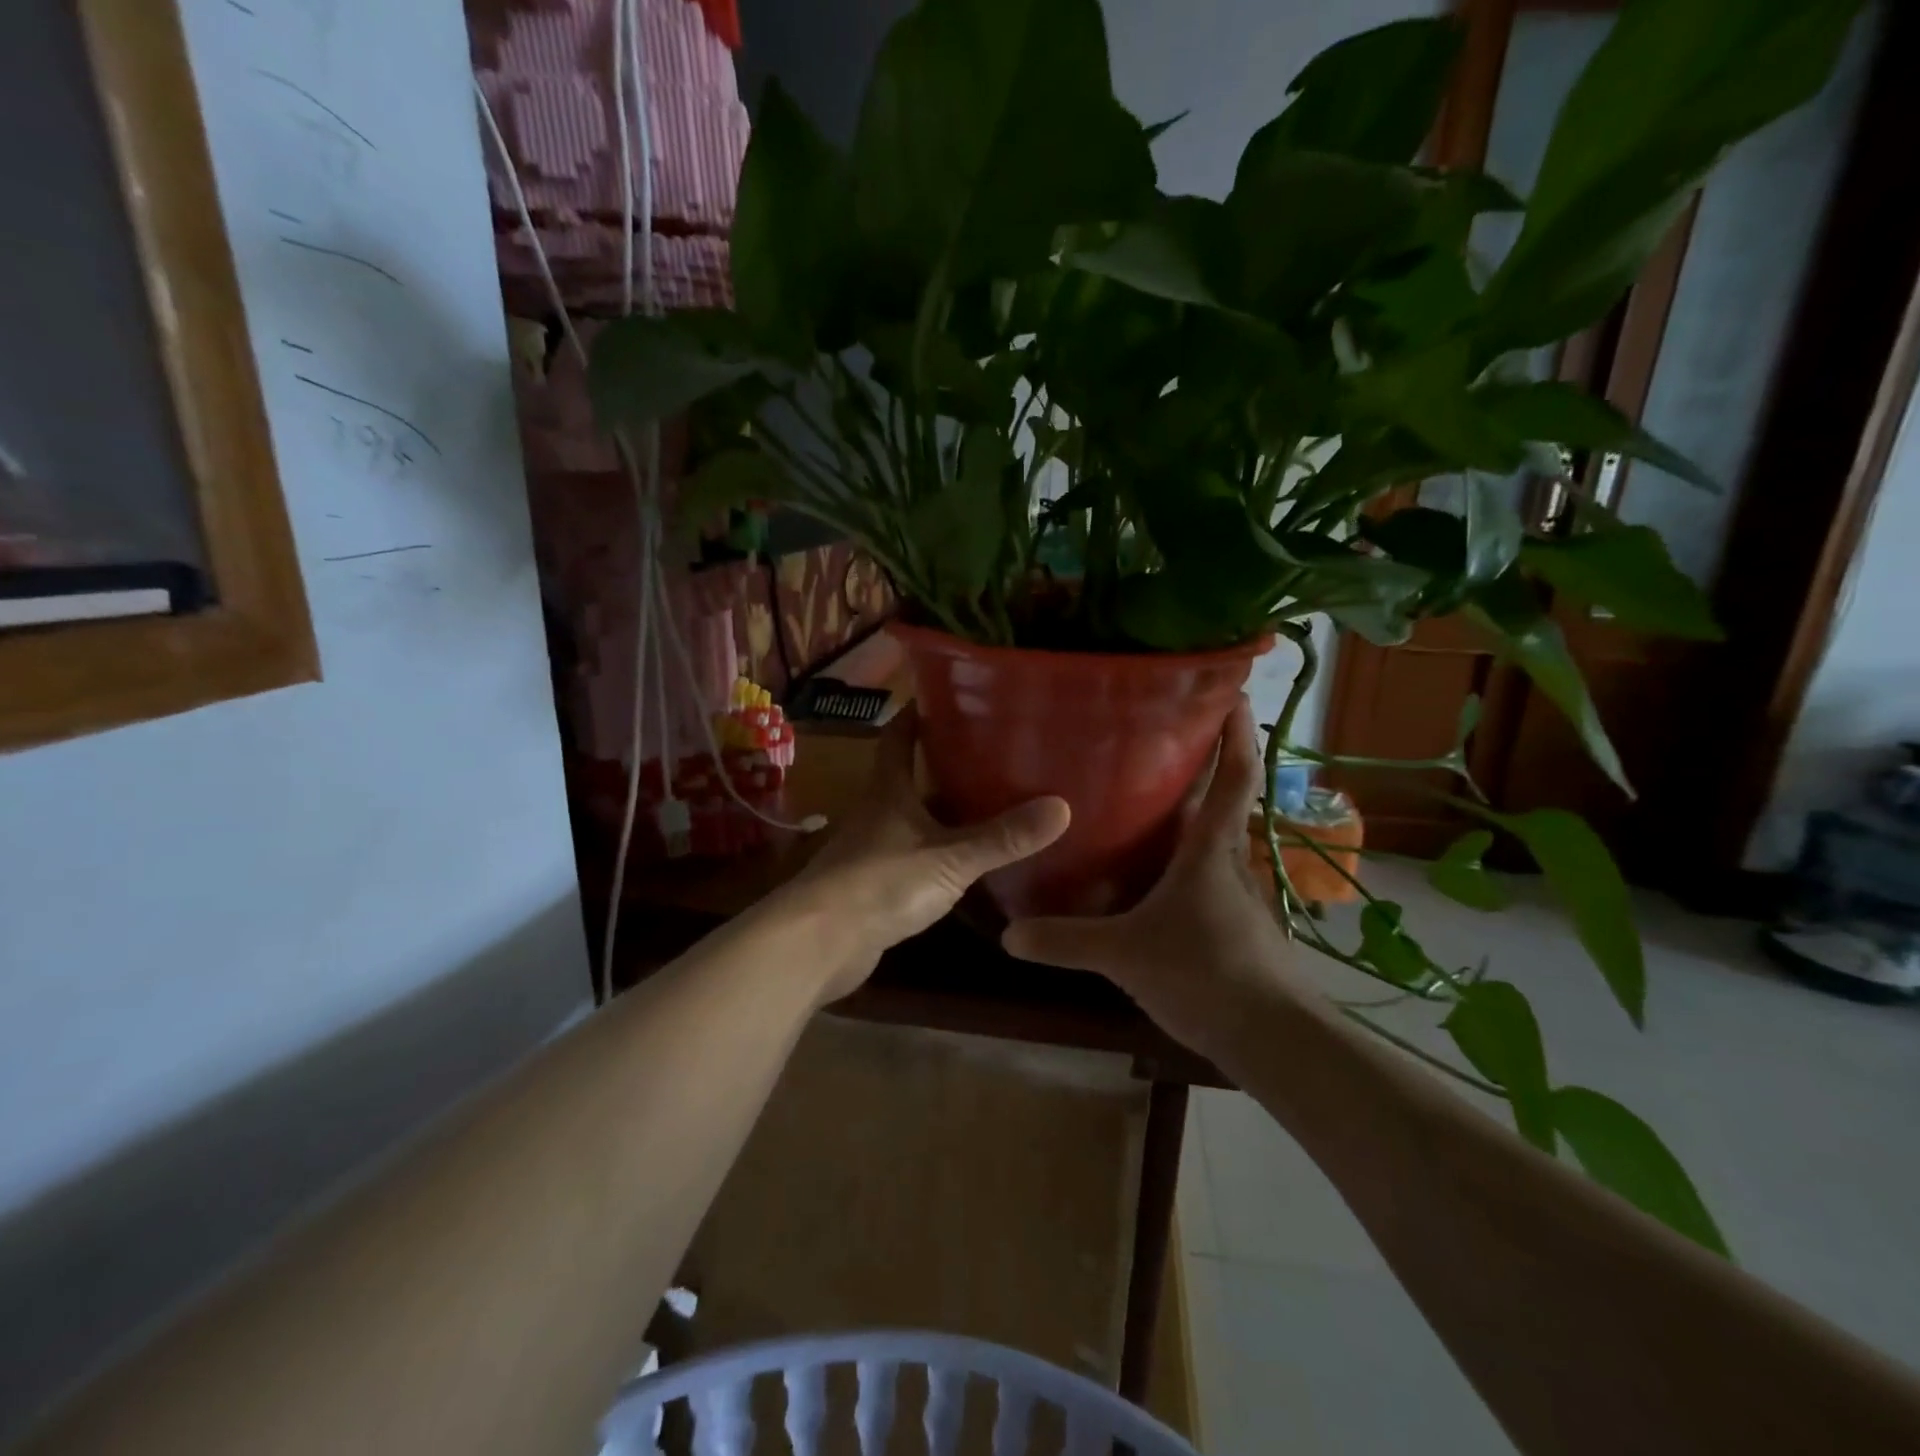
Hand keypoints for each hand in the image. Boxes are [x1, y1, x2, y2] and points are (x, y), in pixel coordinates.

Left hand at [778, 707, 1069, 1001]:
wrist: (820, 943)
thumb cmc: (880, 883)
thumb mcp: (950, 858)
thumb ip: (1002, 837)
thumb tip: (1062, 807)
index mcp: (889, 790)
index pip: (899, 736)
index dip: (917, 714)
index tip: (947, 697)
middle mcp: (878, 812)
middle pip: (910, 777)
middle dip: (944, 764)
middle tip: (994, 754)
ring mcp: (874, 850)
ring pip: (914, 819)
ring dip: (944, 812)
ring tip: (992, 805)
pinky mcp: (875, 885)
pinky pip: (915, 857)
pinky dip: (940, 852)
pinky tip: (968, 862)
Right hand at [1002, 698, 1307, 1057]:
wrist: (1273, 1039)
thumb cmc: (1205, 973)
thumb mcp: (1125, 955)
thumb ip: (1066, 941)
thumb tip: (1008, 933)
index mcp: (1210, 848)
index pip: (1235, 774)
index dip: (1237, 730)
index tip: (1231, 690)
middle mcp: (1229, 860)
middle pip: (1223, 798)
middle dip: (1201, 762)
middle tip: (1157, 735)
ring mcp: (1237, 893)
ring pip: (1213, 838)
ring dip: (1191, 812)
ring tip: (1145, 796)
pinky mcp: (1236, 923)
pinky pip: (1206, 874)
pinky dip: (1184, 859)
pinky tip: (1153, 874)